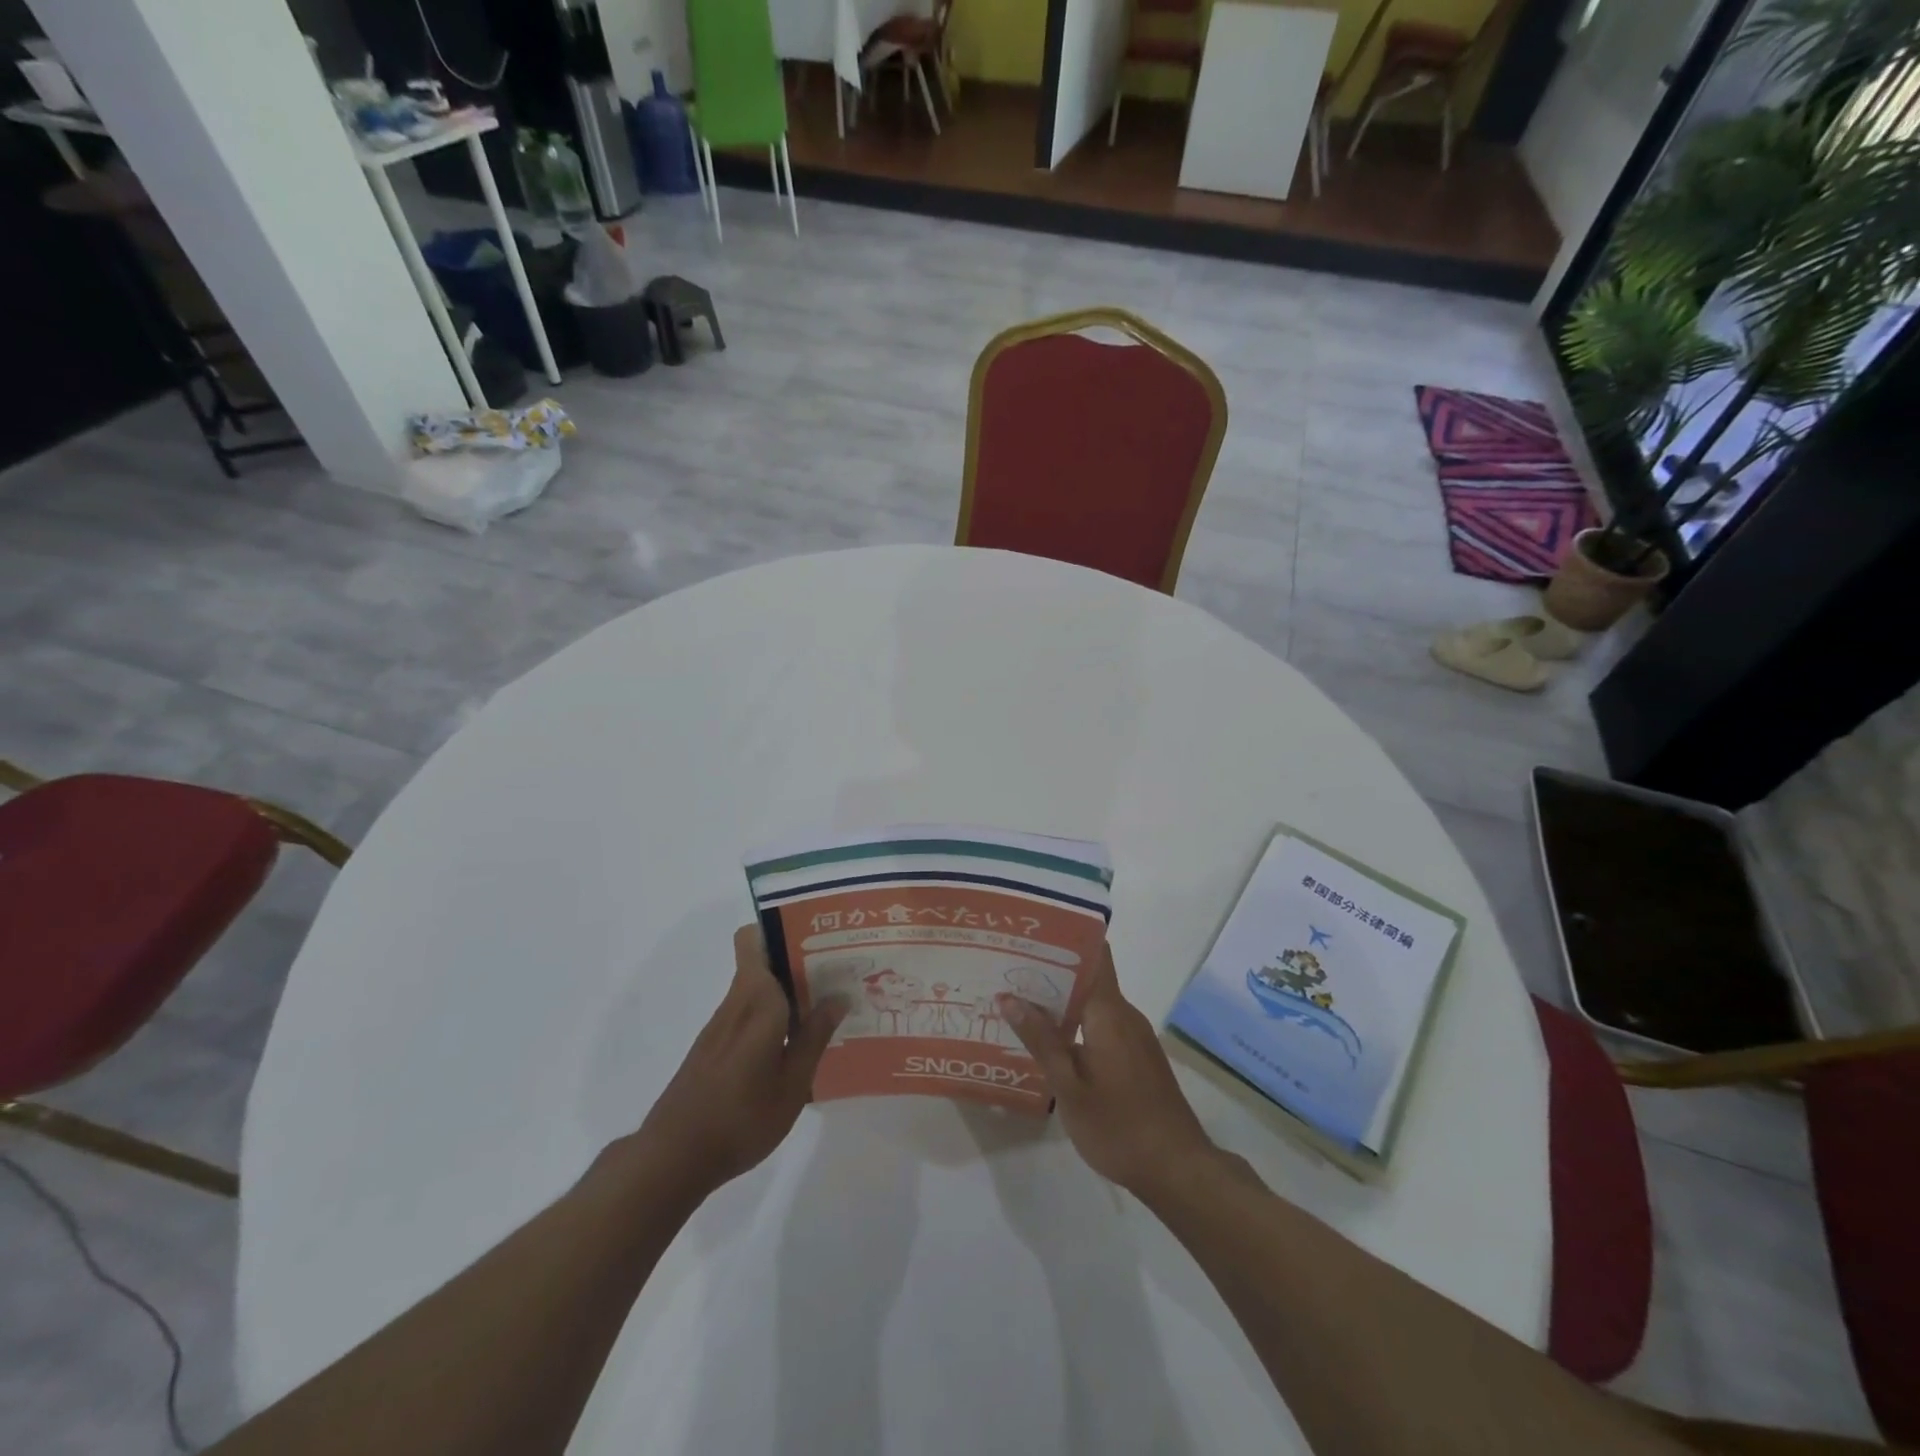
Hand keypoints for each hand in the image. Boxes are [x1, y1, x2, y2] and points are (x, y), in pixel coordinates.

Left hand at [632, 925, 844, 1201]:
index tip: (817, 936)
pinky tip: (796, 1041)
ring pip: (757, 987)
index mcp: (756, 999)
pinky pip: (749, 1012)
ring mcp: (721, 1025)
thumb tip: (838, 995)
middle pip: (762, 959)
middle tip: (837, 971)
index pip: (754, 939)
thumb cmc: (741, 1117)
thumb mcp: (792, 1083)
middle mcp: (736, 1002)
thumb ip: (815, 1036)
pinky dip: (774, 1015)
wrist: (673, 1157)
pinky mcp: (714, 1046)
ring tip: (826, 1004)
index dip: (781, 928)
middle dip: (797, 959)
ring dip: (788, 989)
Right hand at [998, 944, 1216, 1199]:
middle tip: (1007, 969)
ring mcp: (1134, 1036)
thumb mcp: (1069, 1087)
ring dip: (1060, 1001)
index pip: (1094, 955)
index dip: (1065, 939)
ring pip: (1093, 1004)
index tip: (1031, 934)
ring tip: (1018, 1001)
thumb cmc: (1119, 1126)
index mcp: (1109, 1013)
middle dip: (1050, 972)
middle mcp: (1125, 1015)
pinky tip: (1048, 1040)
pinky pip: (1101, 1025)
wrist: (1178, 1170)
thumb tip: (1009, 997)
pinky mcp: (1137, 1056)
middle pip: (1088, 978)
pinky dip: (1075, 1024)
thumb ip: (1041, 1040)